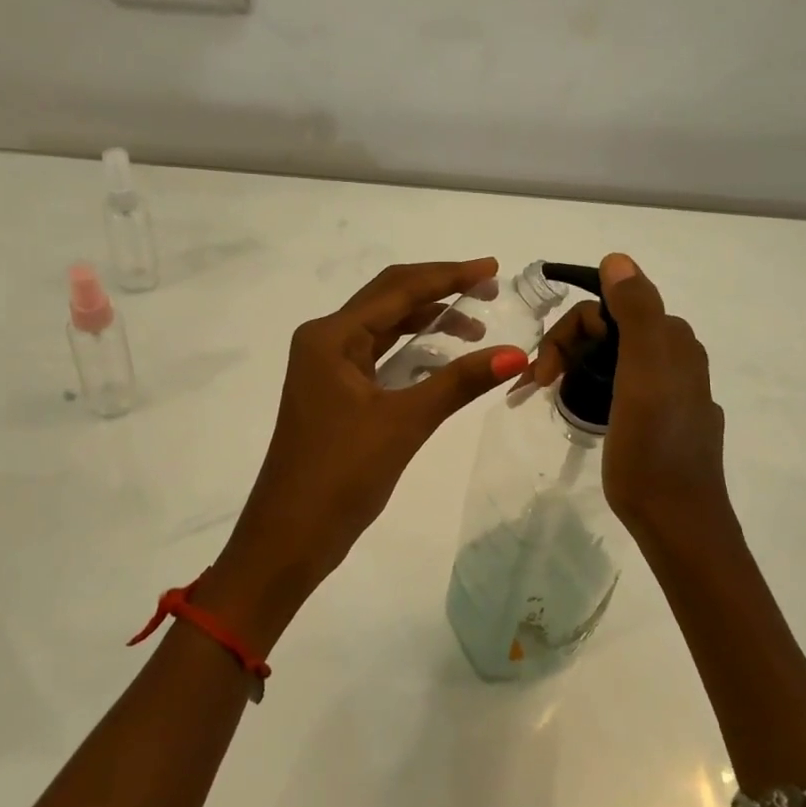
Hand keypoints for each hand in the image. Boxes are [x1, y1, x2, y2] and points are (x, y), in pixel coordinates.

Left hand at [202, 260, 527, 644]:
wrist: (289, 537)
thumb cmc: (340, 474)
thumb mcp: (404, 422)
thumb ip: (459, 382)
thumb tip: (516, 354)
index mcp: (331, 336)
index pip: (398, 289)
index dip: (448, 275)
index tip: (492, 268)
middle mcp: (325, 341)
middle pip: (389, 300)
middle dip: (439, 291)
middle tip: (489, 288)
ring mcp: (326, 368)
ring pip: (384, 329)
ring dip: (427, 323)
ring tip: (474, 328)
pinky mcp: (334, 393)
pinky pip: (378, 356)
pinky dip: (411, 352)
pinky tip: (442, 358)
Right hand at [530, 254, 731, 544]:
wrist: (676, 520)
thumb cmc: (653, 449)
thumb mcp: (643, 373)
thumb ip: (636, 312)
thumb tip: (617, 259)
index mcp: (672, 340)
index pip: (608, 308)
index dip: (569, 332)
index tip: (543, 371)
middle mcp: (676, 357)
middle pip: (607, 330)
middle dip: (566, 349)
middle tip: (537, 385)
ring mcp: (670, 390)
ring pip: (610, 357)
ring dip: (573, 367)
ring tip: (548, 394)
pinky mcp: (660, 418)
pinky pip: (618, 384)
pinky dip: (590, 386)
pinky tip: (578, 406)